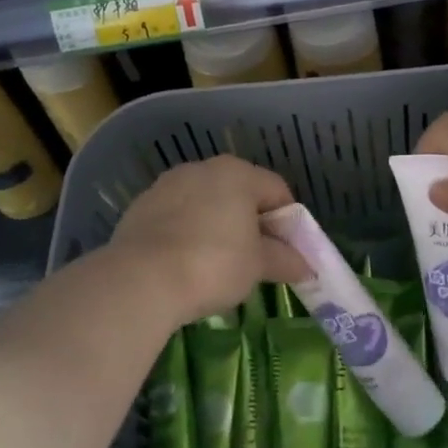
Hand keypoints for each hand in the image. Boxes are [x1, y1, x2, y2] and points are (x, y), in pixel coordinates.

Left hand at [107, 156, 310, 327]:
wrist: (141, 279)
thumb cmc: (213, 264)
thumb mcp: (258, 266)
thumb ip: (284, 259)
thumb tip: (306, 265)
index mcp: (237, 173)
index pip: (276, 190)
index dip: (289, 222)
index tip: (288, 252)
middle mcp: (202, 168)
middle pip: (239, 193)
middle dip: (251, 223)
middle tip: (257, 260)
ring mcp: (167, 185)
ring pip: (205, 203)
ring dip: (217, 226)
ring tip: (218, 265)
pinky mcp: (141, 206)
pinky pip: (176, 217)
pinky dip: (187, 233)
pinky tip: (186, 263)